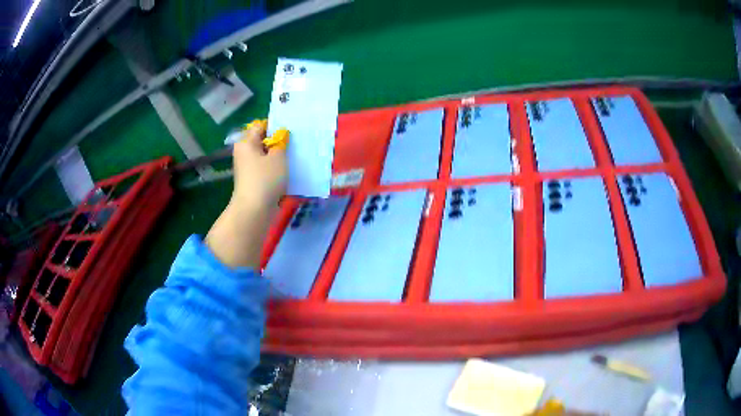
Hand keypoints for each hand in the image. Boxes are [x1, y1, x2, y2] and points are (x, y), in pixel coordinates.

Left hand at [205, 123, 287, 268]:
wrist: (254, 210)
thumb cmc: (266, 179)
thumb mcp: (278, 157)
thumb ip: (281, 143)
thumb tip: (280, 136)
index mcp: (246, 142)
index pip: (260, 126)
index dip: (275, 128)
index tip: (289, 135)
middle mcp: (243, 153)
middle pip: (262, 141)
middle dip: (277, 143)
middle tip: (294, 147)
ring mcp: (247, 168)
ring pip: (265, 157)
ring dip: (277, 158)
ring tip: (293, 160)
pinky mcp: (252, 181)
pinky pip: (265, 170)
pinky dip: (275, 170)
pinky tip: (286, 174)